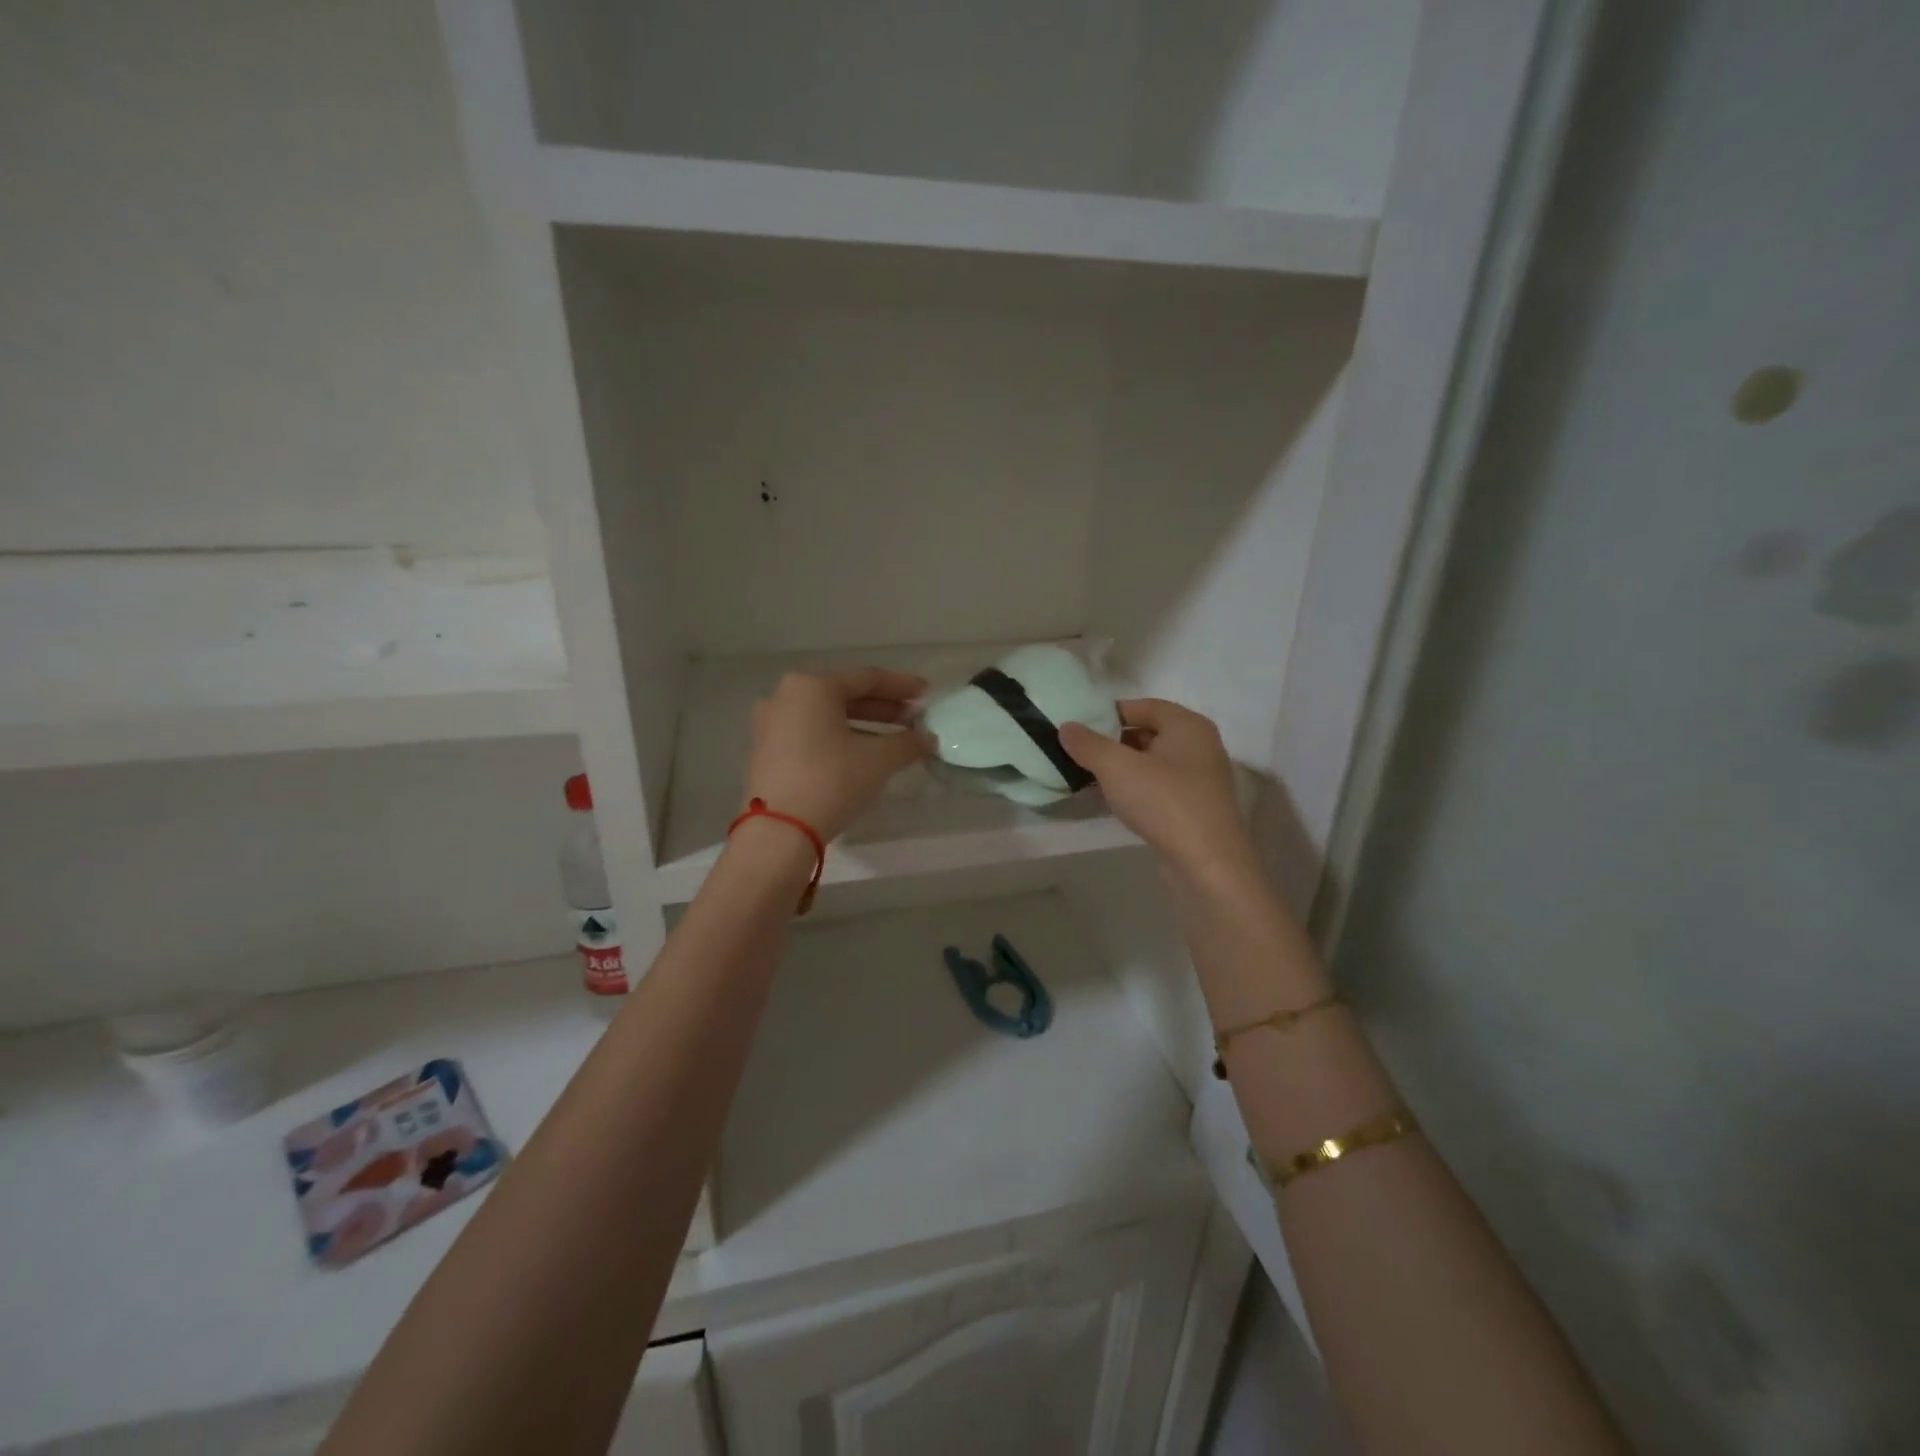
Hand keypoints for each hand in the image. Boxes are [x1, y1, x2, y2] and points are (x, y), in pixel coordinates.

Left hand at [744, 670, 932, 841]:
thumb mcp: (879, 759)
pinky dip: (840, 739)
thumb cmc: (831, 780)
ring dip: (863, 726)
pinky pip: (812, 734)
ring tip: (894, 741)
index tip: (927, 694)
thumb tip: (927, 739)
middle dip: (883, 708)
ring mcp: (771, 724)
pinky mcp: (767, 752)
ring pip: (828, 717)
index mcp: (812, 686)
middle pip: (845, 696)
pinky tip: (862, 755)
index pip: (867, 678)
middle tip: (914, 720)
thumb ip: (907, 743)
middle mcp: (786, 696)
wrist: (779, 831)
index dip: (902, 686)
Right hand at [1059, 700, 1257, 886]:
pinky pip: (1161, 786)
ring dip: (1123, 767)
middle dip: (1113, 741)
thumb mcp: (1116, 768)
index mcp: (1187, 724)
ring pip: (1154, 762)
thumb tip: (1066, 727)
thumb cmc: (1164, 802)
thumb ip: (1088, 744)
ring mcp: (1202, 778)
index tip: (1080, 727)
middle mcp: (1200, 745)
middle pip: (1149, 732)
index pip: (1143, 706)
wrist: (1207, 863)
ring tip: (1091, 777)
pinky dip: (1137, 787)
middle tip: (1081, 753)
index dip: (1109, 713)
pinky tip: (1115, 801)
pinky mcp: (1197, 806)